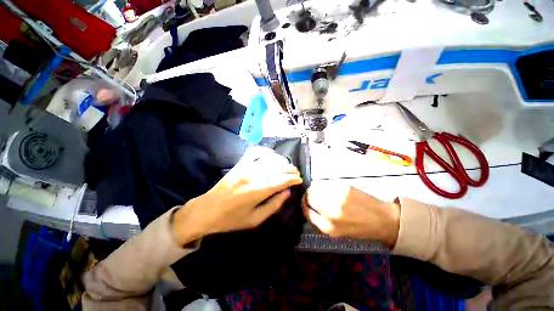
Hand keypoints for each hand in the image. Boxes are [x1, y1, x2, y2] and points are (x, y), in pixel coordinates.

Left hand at [173, 147, 302, 245]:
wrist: (207, 210)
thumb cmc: (231, 219)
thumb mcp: (255, 220)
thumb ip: (273, 205)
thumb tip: (287, 192)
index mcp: (255, 193)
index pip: (280, 180)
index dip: (293, 179)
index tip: (300, 179)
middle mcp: (251, 177)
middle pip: (277, 168)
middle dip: (290, 169)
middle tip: (296, 173)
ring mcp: (244, 168)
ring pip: (268, 159)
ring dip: (281, 161)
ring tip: (287, 166)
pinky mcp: (239, 165)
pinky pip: (254, 153)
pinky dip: (266, 152)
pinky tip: (272, 156)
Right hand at [302, 182, 399, 247]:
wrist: (382, 219)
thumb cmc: (360, 228)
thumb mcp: (337, 232)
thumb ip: (321, 220)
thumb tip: (309, 207)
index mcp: (328, 227)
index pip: (306, 211)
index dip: (304, 206)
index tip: (305, 203)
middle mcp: (330, 212)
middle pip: (309, 197)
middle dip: (307, 196)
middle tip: (311, 195)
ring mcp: (337, 197)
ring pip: (315, 188)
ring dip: (314, 189)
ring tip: (320, 191)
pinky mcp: (343, 187)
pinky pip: (325, 183)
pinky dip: (324, 185)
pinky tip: (330, 188)